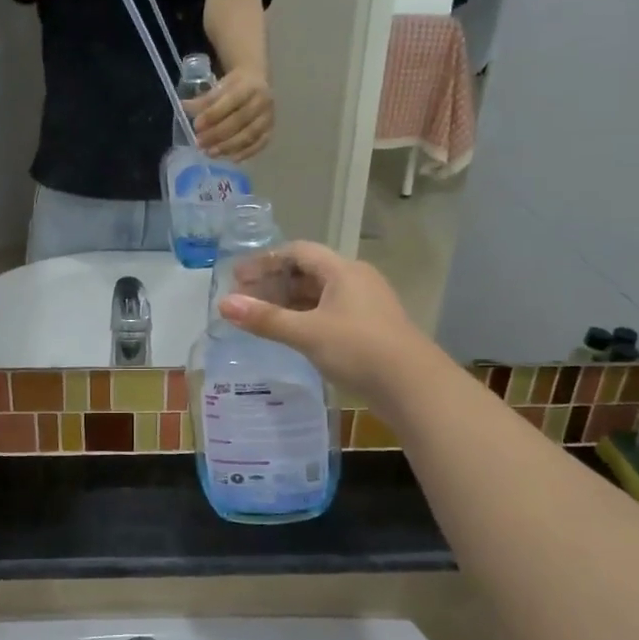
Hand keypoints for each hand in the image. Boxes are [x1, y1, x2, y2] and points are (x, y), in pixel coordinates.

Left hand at [191, 67, 274, 160]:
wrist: (256, 81)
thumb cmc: (234, 86)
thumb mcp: (219, 87)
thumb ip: (203, 100)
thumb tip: (183, 107)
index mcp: (248, 86)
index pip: (231, 101)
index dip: (213, 114)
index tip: (197, 126)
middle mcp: (262, 101)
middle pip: (240, 121)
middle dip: (217, 134)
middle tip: (200, 143)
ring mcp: (268, 117)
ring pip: (249, 135)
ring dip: (229, 146)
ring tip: (210, 152)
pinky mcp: (270, 130)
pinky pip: (259, 144)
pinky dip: (245, 153)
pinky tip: (230, 158)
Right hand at [219, 242, 427, 399]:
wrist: (414, 387)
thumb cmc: (359, 349)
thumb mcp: (307, 333)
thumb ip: (265, 319)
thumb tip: (223, 304)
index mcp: (343, 270)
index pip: (298, 252)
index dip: (265, 260)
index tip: (238, 277)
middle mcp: (356, 280)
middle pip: (308, 272)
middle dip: (274, 282)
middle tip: (244, 298)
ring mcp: (366, 306)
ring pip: (320, 295)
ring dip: (289, 302)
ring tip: (261, 317)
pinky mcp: (370, 330)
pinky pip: (330, 313)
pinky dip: (306, 318)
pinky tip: (291, 335)